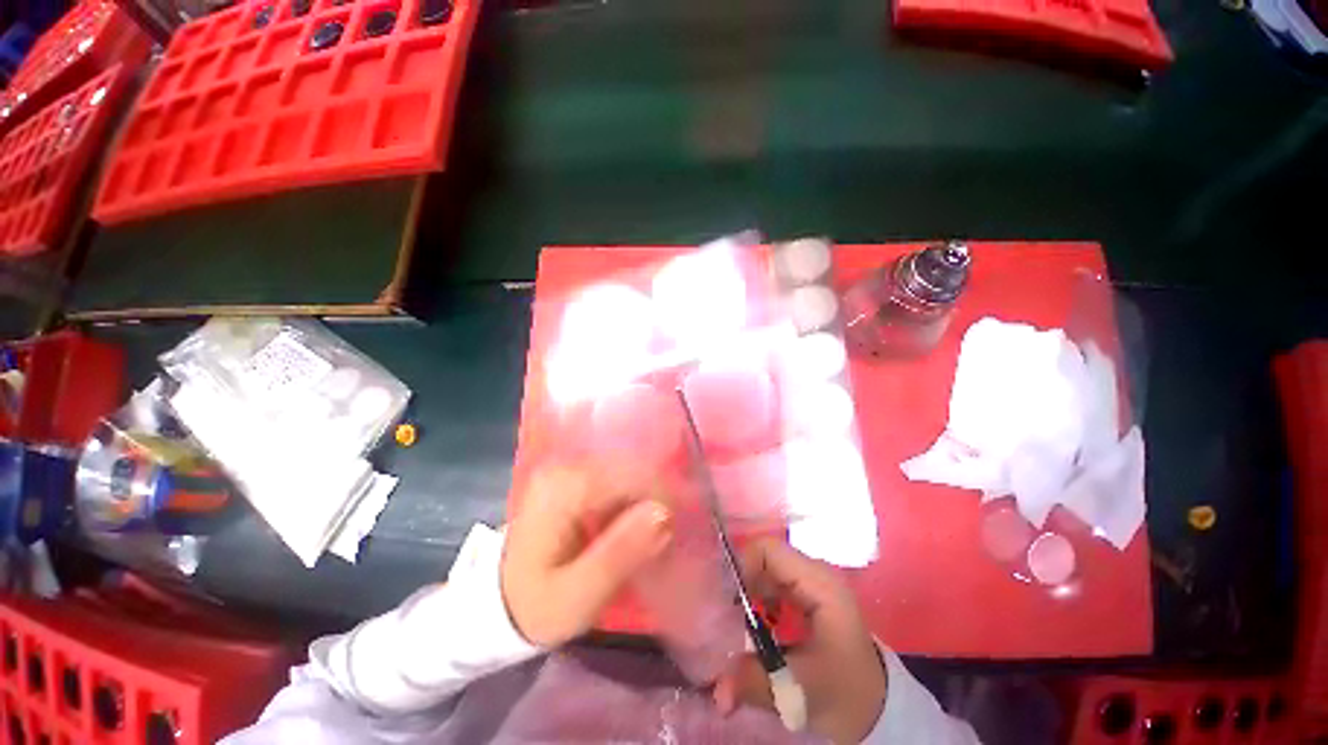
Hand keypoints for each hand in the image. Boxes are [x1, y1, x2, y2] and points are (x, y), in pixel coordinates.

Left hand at [501, 466, 672, 646]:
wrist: (500, 603)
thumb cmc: (537, 605)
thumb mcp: (577, 596)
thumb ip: (620, 555)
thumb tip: (665, 513)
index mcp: (564, 488)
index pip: (630, 474)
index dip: (662, 496)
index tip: (677, 529)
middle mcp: (567, 466)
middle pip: (630, 467)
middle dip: (657, 497)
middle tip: (670, 534)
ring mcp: (570, 469)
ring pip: (627, 471)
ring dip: (647, 498)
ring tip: (658, 531)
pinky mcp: (575, 479)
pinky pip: (616, 479)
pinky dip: (633, 499)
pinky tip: (637, 524)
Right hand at [713, 539, 886, 744]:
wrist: (878, 709)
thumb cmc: (846, 693)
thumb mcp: (801, 689)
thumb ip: (756, 682)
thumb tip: (717, 691)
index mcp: (818, 583)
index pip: (768, 550)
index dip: (742, 566)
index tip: (726, 600)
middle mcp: (814, 574)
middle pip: (764, 559)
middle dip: (740, 584)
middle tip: (723, 614)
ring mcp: (811, 584)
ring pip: (766, 572)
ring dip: (747, 594)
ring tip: (735, 623)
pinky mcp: (807, 597)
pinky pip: (773, 586)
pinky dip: (758, 602)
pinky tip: (756, 627)